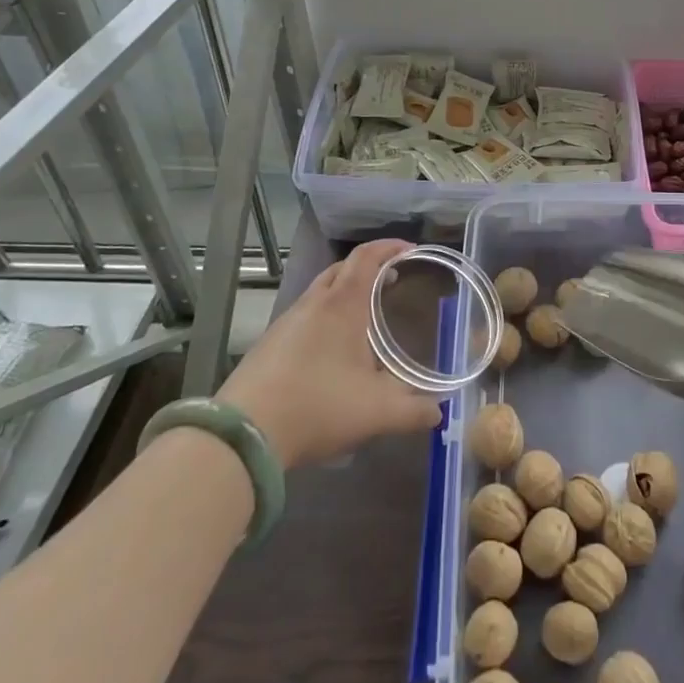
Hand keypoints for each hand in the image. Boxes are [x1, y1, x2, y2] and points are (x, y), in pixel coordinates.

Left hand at [215, 239, 442, 468]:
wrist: (243, 435)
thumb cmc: (317, 406)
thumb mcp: (377, 412)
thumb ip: (414, 410)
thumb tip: (439, 410)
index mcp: (343, 305)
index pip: (368, 257)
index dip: (390, 247)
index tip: (411, 250)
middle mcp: (314, 303)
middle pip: (342, 268)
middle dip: (370, 267)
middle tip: (393, 279)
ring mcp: (286, 322)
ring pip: (320, 291)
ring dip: (345, 291)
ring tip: (365, 314)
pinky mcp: (269, 344)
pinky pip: (304, 315)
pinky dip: (325, 315)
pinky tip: (332, 348)